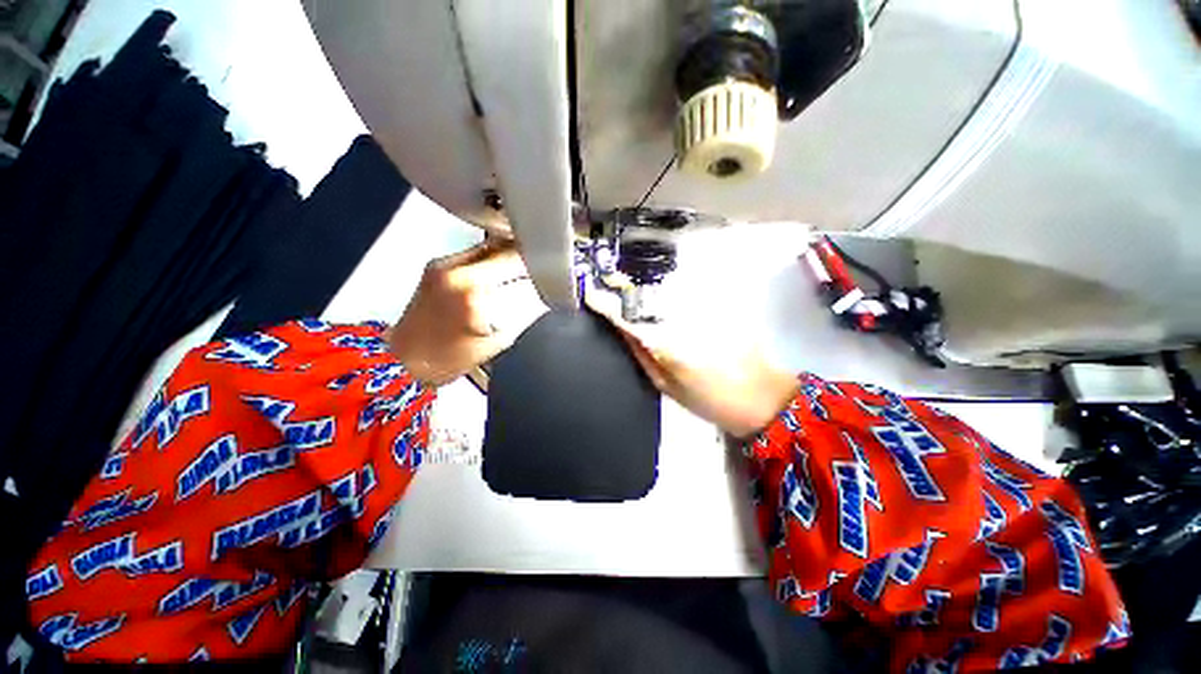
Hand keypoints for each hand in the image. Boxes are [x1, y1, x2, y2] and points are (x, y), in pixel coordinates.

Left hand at [388, 241, 543, 386]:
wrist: (405, 360)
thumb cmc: (450, 358)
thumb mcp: (500, 338)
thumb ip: (525, 310)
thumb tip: (544, 292)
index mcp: (473, 292)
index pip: (519, 263)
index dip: (541, 264)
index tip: (553, 270)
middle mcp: (455, 270)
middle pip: (505, 248)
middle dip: (529, 257)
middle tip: (543, 266)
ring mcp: (443, 263)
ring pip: (491, 246)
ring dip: (512, 255)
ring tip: (526, 268)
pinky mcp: (437, 264)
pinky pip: (476, 252)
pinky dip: (495, 259)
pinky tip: (503, 271)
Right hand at [585, 290, 799, 438]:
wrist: (762, 397)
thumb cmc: (709, 400)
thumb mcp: (666, 386)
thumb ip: (642, 355)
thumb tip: (623, 330)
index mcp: (669, 346)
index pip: (631, 319)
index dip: (609, 305)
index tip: (592, 294)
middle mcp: (686, 321)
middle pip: (649, 296)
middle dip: (627, 288)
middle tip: (611, 282)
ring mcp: (705, 311)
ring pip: (668, 291)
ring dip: (648, 289)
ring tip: (633, 290)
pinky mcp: (720, 307)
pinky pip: (687, 294)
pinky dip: (671, 292)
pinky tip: (665, 298)